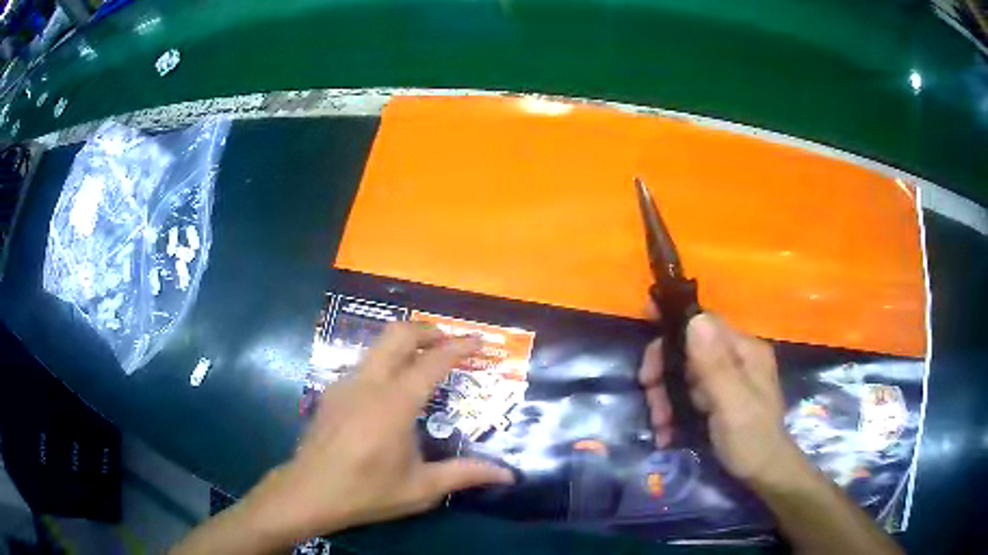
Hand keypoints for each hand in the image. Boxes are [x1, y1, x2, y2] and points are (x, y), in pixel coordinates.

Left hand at [241, 323, 514, 543]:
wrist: (310, 492)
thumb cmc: (368, 492)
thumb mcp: (422, 488)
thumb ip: (465, 475)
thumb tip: (508, 474)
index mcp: (395, 404)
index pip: (432, 362)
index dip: (459, 347)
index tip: (479, 342)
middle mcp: (369, 383)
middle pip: (399, 334)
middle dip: (428, 330)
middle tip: (449, 342)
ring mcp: (345, 383)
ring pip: (378, 346)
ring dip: (405, 344)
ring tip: (424, 363)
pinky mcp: (332, 391)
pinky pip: (364, 365)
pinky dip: (386, 363)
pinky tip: (391, 393)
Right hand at [639, 314, 804, 487]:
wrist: (765, 474)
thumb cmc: (751, 440)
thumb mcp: (732, 405)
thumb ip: (715, 365)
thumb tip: (694, 318)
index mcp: (744, 350)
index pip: (702, 324)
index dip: (671, 334)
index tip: (646, 362)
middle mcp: (737, 356)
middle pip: (688, 351)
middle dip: (664, 377)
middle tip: (652, 406)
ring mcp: (728, 377)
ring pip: (684, 374)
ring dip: (665, 398)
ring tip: (660, 427)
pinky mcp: (720, 396)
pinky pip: (689, 392)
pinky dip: (674, 410)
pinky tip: (667, 433)